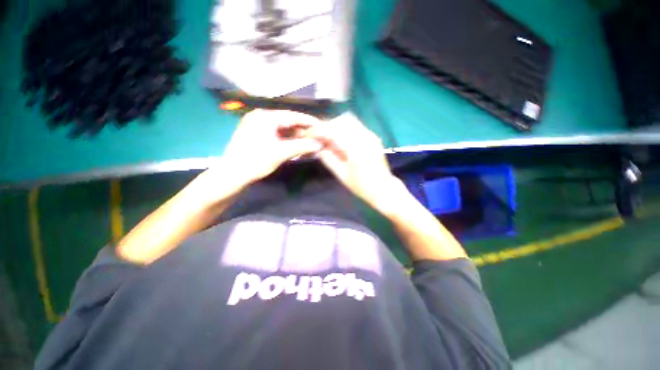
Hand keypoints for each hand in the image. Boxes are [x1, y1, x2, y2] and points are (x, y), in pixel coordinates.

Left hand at [221, 109, 322, 184]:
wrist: (233, 174)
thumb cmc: (256, 161)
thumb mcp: (281, 153)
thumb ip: (302, 146)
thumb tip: (319, 145)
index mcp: (265, 117)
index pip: (292, 116)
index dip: (308, 121)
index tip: (321, 126)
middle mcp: (260, 117)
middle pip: (287, 121)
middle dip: (302, 130)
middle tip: (316, 136)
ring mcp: (257, 125)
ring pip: (282, 128)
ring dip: (295, 135)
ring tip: (308, 141)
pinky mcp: (256, 134)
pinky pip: (276, 134)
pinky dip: (287, 139)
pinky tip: (295, 144)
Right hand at [308, 112, 398, 209]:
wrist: (383, 188)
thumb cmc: (362, 186)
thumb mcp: (342, 175)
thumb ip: (329, 159)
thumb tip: (318, 147)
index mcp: (355, 149)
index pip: (333, 132)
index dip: (320, 131)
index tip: (310, 134)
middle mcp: (364, 138)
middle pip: (341, 122)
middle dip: (327, 126)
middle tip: (319, 137)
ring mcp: (371, 136)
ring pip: (349, 121)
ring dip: (336, 126)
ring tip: (329, 137)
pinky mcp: (373, 137)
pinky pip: (356, 126)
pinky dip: (345, 129)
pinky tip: (341, 139)